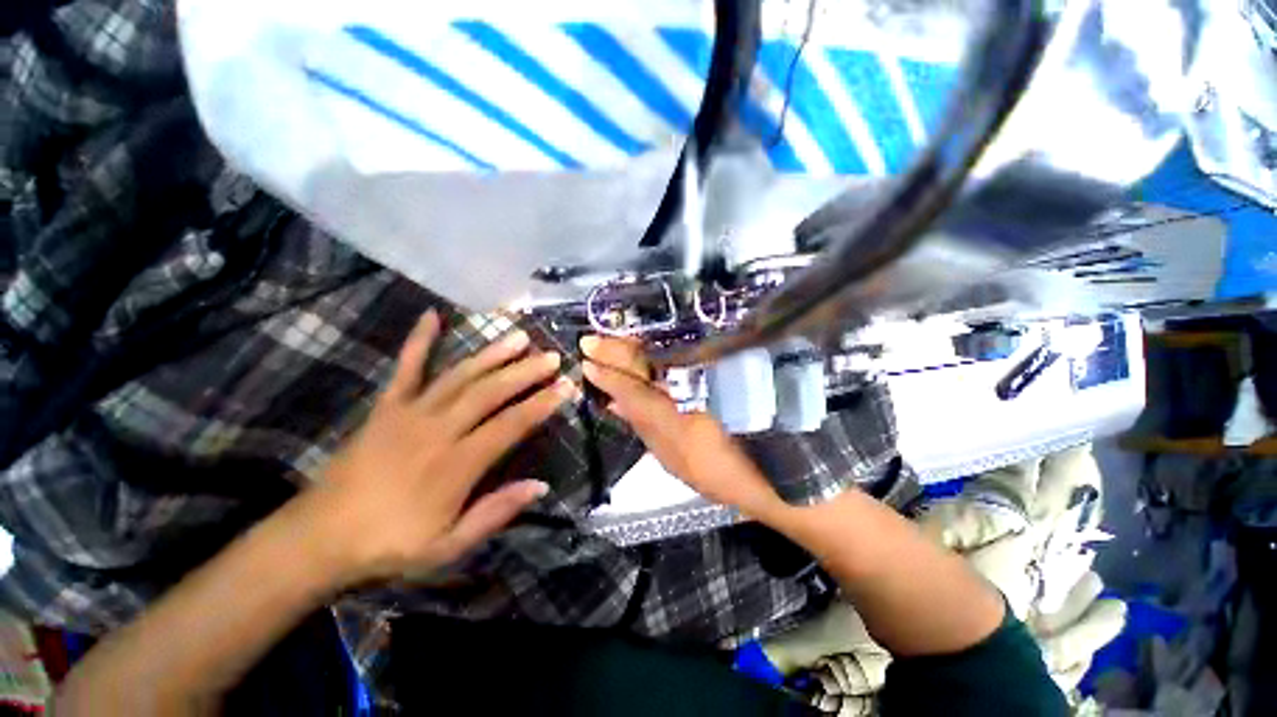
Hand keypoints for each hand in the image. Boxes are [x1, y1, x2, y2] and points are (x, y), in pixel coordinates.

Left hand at [301, 311, 575, 584]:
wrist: (320, 537)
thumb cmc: (390, 545)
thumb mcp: (449, 545)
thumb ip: (496, 512)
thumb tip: (541, 486)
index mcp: (457, 464)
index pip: (510, 425)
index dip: (541, 405)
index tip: (566, 387)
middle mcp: (438, 430)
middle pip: (490, 393)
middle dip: (525, 372)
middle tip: (552, 357)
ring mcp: (411, 413)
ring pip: (460, 376)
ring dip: (492, 355)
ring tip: (519, 337)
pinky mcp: (386, 407)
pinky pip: (406, 369)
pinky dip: (419, 341)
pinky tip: (431, 316)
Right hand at [580, 336, 781, 517]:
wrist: (780, 469)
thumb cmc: (726, 474)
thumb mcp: (677, 460)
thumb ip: (646, 428)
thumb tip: (615, 404)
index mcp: (678, 419)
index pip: (633, 389)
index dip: (609, 374)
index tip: (587, 360)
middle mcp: (693, 390)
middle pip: (647, 363)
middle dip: (617, 350)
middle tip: (591, 341)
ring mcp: (712, 376)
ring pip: (665, 354)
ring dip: (636, 345)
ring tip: (612, 340)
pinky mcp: (726, 370)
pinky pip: (686, 354)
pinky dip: (662, 351)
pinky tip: (645, 348)